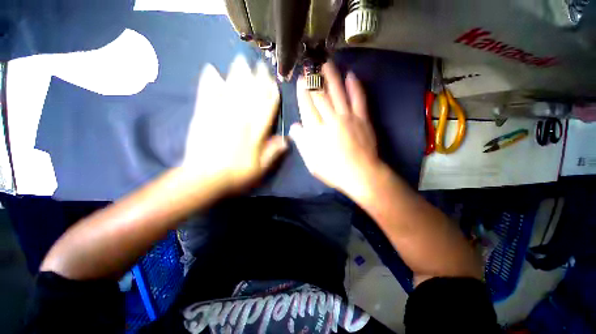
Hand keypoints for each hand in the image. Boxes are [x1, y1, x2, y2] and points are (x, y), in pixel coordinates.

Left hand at [183, 56, 286, 192]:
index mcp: (254, 133)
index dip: (271, 95)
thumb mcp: (260, 169)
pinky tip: (211, 70)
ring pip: (231, 91)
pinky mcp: (202, 116)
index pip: (266, 109)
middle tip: (259, 65)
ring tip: (240, 61)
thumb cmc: (235, 175)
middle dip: (256, 79)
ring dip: (237, 75)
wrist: (203, 178)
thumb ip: (273, 153)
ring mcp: (219, 116)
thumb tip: (287, 139)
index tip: (273, 82)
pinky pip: (206, 95)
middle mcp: (239, 120)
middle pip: (249, 96)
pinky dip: (209, 82)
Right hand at [290, 62, 380, 197]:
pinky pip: (359, 99)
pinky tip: (351, 75)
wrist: (360, 174)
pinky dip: (355, 86)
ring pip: (338, 93)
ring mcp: (348, 118)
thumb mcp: (312, 162)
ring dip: (332, 77)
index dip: (303, 92)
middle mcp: (330, 120)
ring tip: (327, 63)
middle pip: (320, 96)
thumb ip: (302, 143)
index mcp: (316, 131)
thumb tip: (295, 127)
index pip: (307, 107)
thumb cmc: (333, 170)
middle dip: (314, 80)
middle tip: (310, 66)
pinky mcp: (362, 119)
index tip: (301, 81)